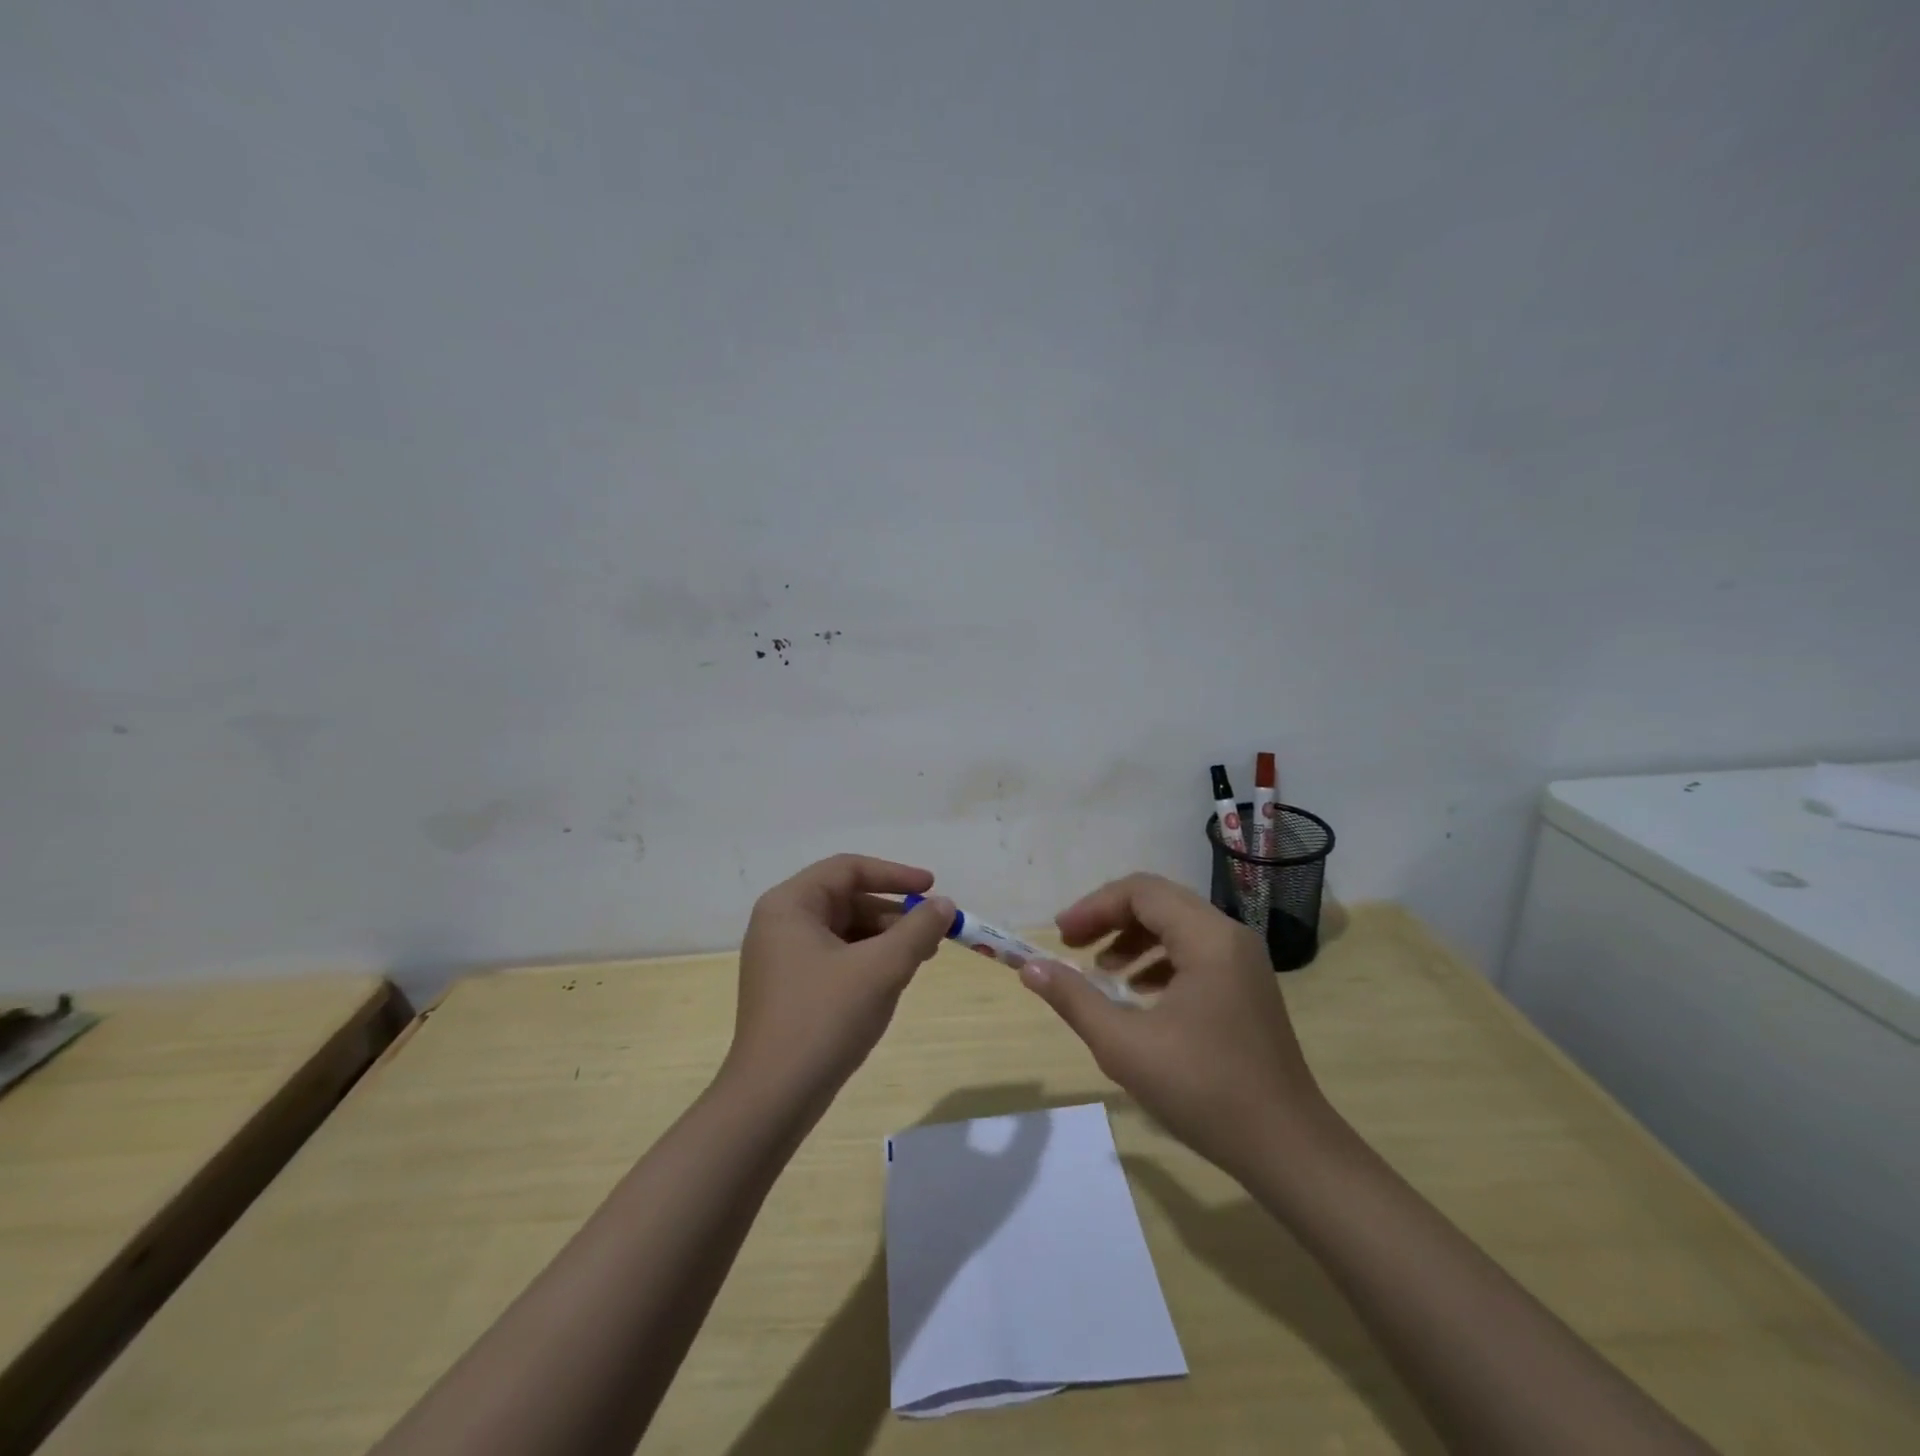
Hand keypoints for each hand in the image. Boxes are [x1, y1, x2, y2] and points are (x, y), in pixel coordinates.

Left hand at [724, 854, 953, 1121]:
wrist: (773, 1098)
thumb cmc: (825, 1018)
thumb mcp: (881, 968)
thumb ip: (917, 929)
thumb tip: (944, 905)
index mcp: (790, 905)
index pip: (848, 869)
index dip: (894, 875)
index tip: (932, 887)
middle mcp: (780, 923)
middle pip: (846, 900)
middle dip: (893, 914)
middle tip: (933, 933)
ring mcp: (781, 958)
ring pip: (844, 931)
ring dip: (884, 939)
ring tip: (920, 958)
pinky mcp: (789, 988)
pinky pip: (835, 958)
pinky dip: (867, 961)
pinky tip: (892, 981)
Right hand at [1019, 872, 1329, 1177]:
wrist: (1289, 1149)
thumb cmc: (1205, 1092)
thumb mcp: (1125, 1046)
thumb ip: (1074, 1000)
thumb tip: (1029, 968)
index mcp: (1207, 938)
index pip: (1141, 892)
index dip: (1094, 907)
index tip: (1060, 937)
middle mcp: (1230, 936)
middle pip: (1159, 901)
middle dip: (1110, 919)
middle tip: (1072, 946)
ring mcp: (1243, 962)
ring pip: (1177, 926)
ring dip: (1133, 940)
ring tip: (1102, 974)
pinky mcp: (1247, 987)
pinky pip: (1194, 952)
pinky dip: (1158, 961)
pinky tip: (1138, 996)